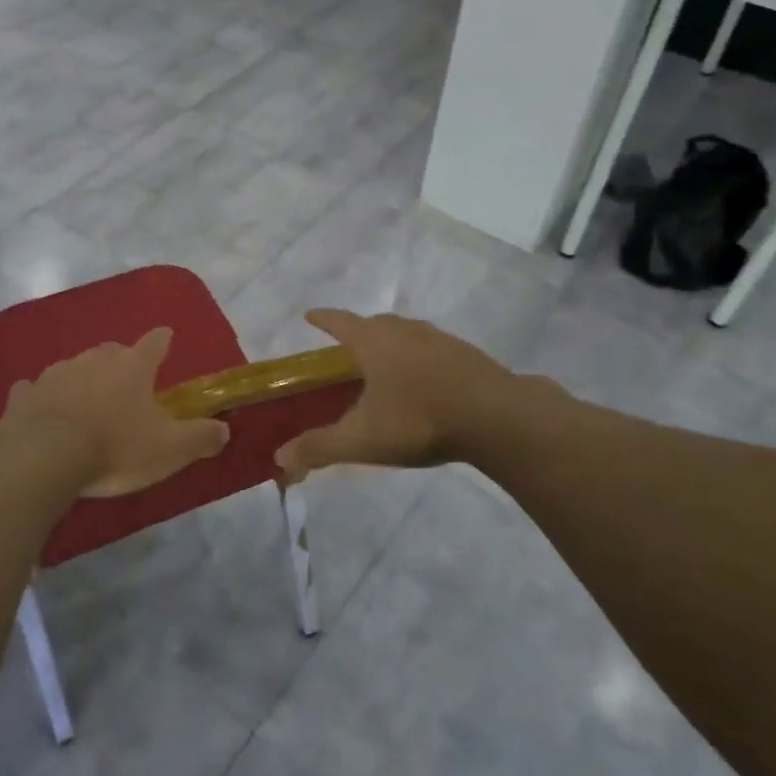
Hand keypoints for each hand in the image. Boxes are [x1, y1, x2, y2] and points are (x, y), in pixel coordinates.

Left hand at [0, 328, 229, 498]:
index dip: (163, 341)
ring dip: (82, 379)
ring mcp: (55, 373)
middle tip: (126, 385)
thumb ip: (200, 437)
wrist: (45, 458)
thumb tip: (224, 430)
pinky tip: (42, 409)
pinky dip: (41, 397)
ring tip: (86, 402)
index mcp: (133, 366)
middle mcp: (94, 359)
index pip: (155, 342)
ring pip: (74, 367)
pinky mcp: (24, 395)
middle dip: (121, 362)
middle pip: (113, 351)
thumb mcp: (170, 449)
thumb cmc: (115, 448)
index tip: (166, 338)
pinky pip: (35, 389)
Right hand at [273, 310, 523, 483]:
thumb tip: (279, 459)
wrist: (496, 417)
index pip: (339, 322)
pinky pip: (433, 348)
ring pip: (407, 333)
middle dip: (358, 332)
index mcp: (374, 342)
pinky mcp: (467, 354)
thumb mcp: (362, 439)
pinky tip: (426, 380)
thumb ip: (319, 447)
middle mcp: (404, 331)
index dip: (322, 319)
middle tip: (348, 350)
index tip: (310, 316)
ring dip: (392, 342)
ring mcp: (439, 339)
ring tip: (386, 364)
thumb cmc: (418, 420)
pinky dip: (421, 357)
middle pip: (374, 323)